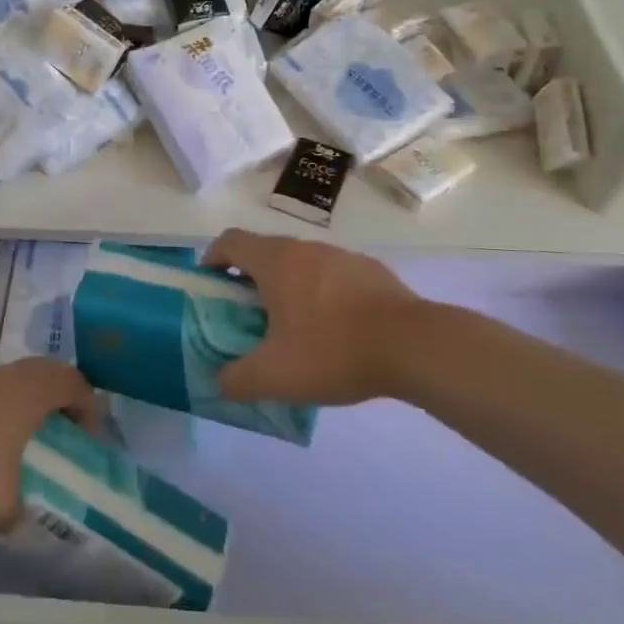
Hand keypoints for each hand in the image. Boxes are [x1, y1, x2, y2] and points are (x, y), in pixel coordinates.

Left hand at [0, 359, 102, 528]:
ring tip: (21, 431)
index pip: (74, 384)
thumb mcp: (2, 501)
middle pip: (47, 371)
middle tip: (61, 423)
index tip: (88, 434)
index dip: (87, 406)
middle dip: (58, 395)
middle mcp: (12, 376)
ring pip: (15, 377)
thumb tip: (15, 525)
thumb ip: (15, 512)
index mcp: (35, 393)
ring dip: (24, 398)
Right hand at [203, 229, 426, 405]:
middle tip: (247, 317)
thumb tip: (219, 382)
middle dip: (249, 280)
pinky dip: (321, 295)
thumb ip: (236, 379)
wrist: (413, 345)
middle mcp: (305, 248)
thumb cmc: (332, 350)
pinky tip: (335, 332)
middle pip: (265, 253)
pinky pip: (332, 277)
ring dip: (288, 287)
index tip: (209, 286)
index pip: (230, 241)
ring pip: (301, 264)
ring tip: (293, 329)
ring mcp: (341, 256)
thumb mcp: (274, 376)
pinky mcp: (371, 271)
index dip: (212, 259)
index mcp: (275, 262)